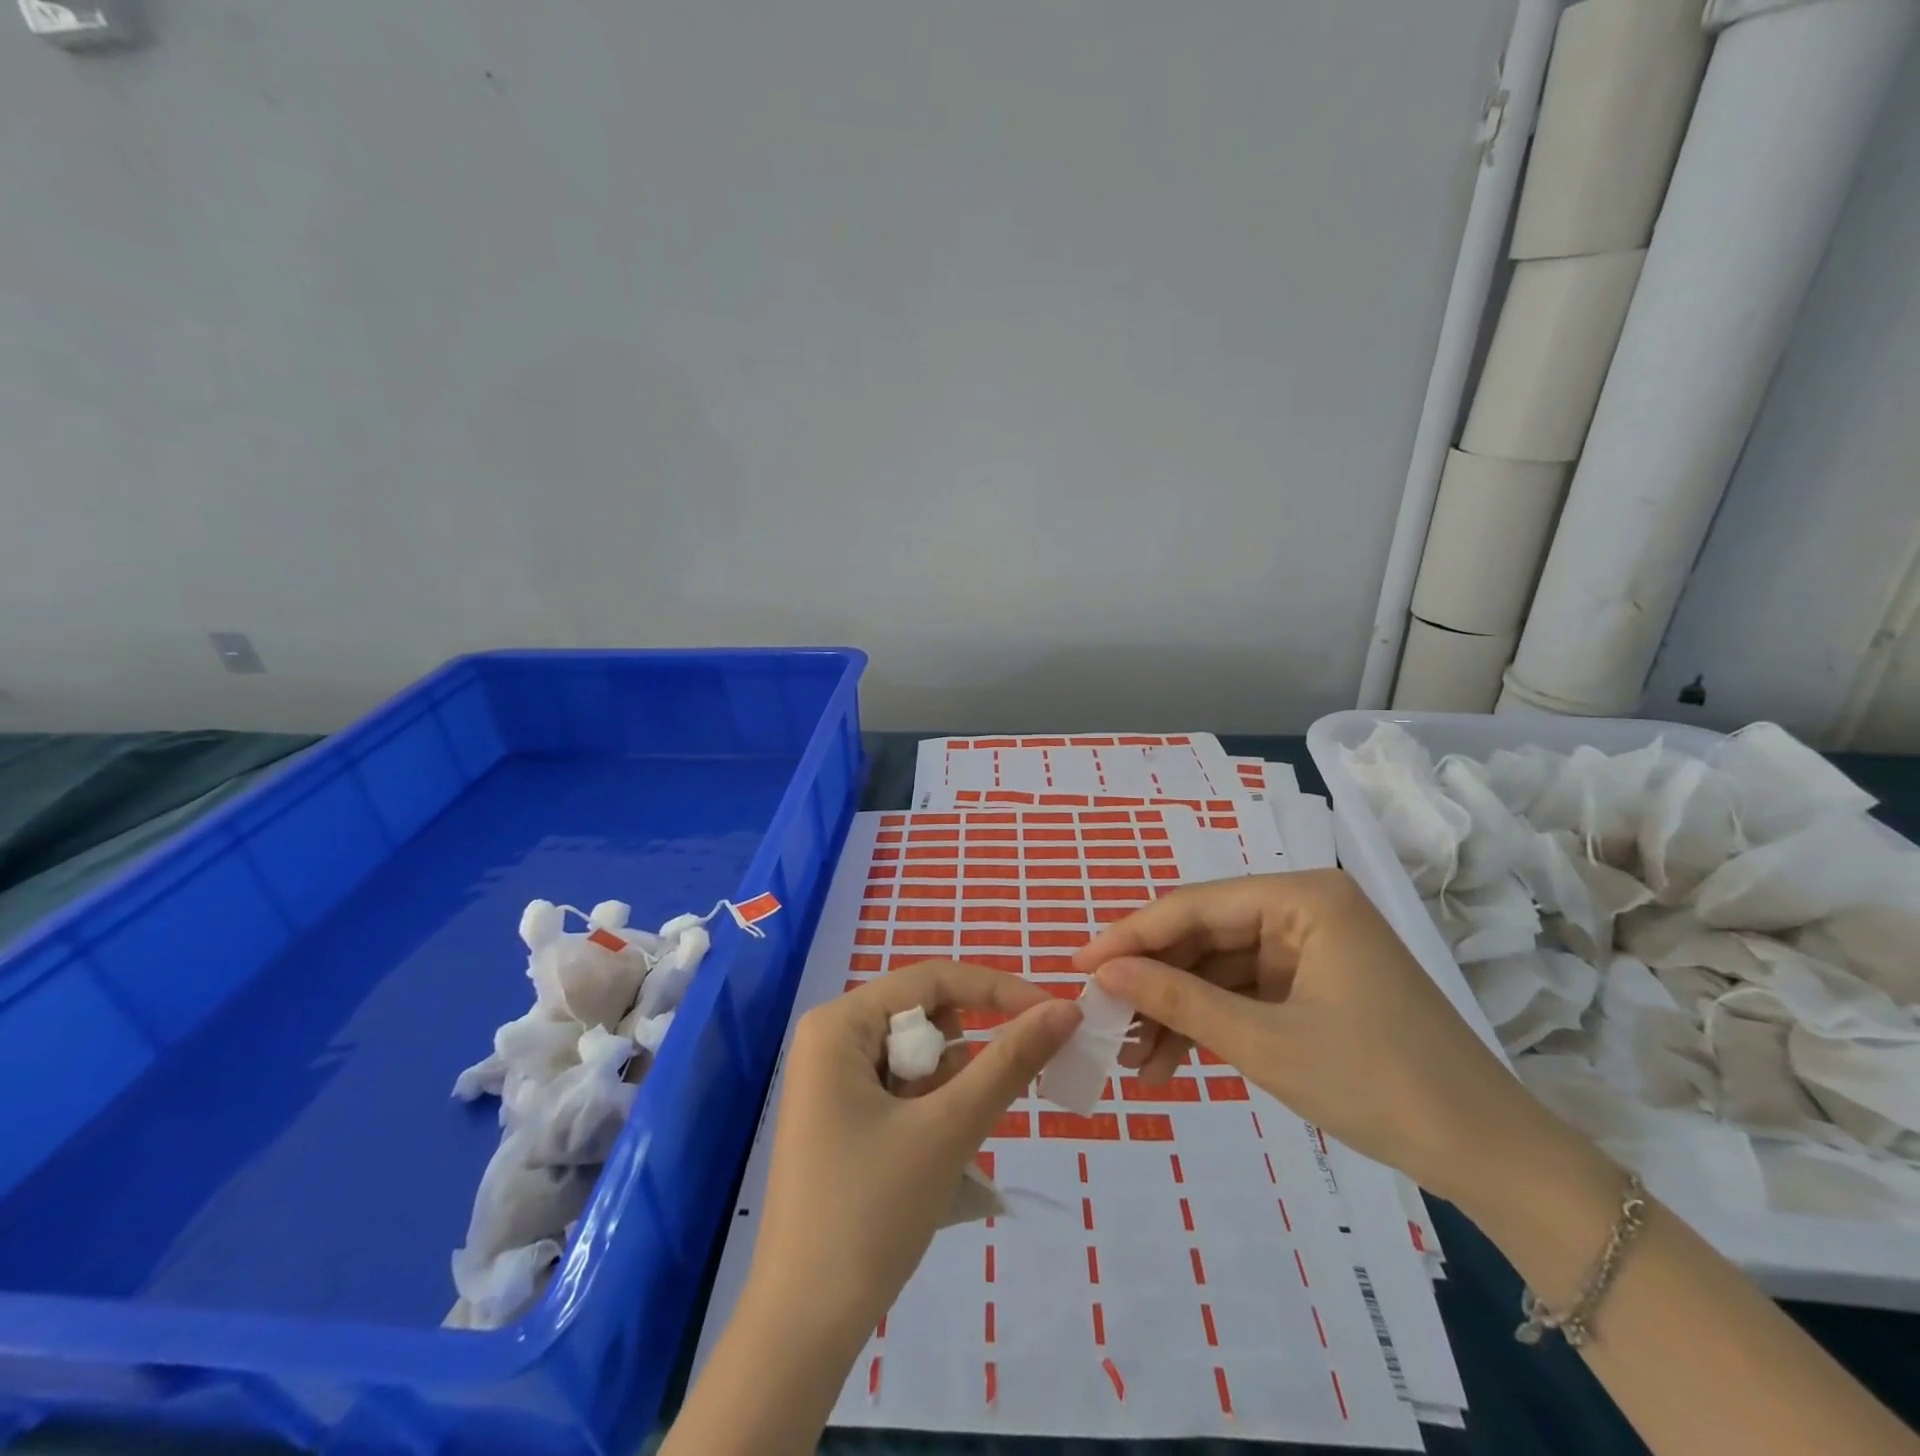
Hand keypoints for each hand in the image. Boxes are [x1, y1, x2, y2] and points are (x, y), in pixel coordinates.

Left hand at [744, 959, 1081, 1336]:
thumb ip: (1010, 1061)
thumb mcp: (949, 1129)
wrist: (802, 1330)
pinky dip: (930, 1110)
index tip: (1054, 1015)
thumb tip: (1066, 1009)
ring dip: (947, 1090)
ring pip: (918, 1055)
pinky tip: (921, 1160)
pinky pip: (902, 1086)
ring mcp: (831, 1077)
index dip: (997, 990)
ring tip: (934, 1148)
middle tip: (970, 1112)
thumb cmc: (870, 1214)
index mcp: (840, 1022)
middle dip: (963, 1056)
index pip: (933, 978)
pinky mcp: (840, 1113)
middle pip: (924, 1016)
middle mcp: (831, 1036)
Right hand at [1074, 870, 1545, 1202]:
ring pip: (1219, 968)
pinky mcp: (1314, 983)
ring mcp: (1310, 946)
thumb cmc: (1377, 1084)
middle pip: (1204, 935)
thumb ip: (1177, 1000)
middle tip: (1103, 1021)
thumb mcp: (1263, 1042)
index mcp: (1302, 897)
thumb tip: (1102, 974)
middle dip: (1154, 983)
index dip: (1130, 937)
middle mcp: (1303, 907)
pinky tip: (1173, 1062)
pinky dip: (1211, 1024)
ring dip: (1178, 1012)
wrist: (1489, 1157)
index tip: (1078, 966)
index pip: (1193, 906)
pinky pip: (1245, 992)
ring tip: (1135, 1061)